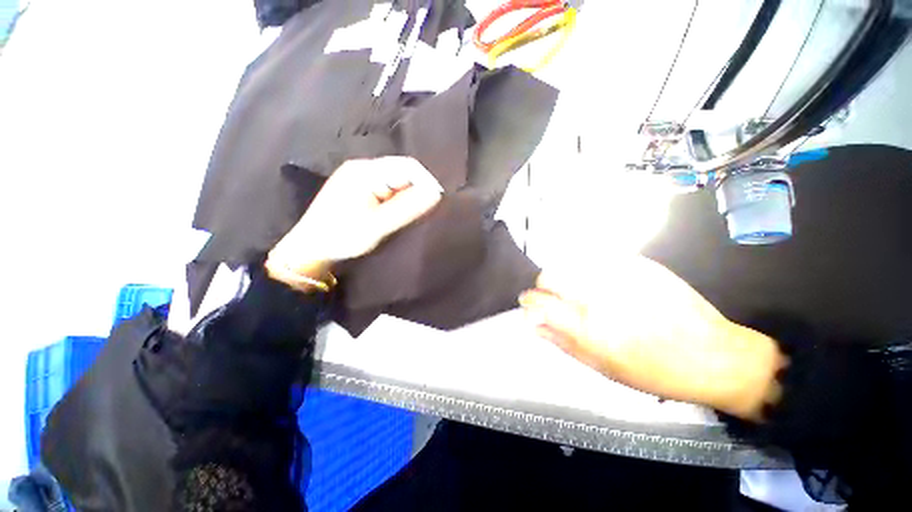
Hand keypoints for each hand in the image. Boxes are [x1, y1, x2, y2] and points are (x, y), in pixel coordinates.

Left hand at [266, 157, 442, 285]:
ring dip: (407, 196)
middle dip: (417, 190)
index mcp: (365, 171)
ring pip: (394, 180)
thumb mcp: (379, 225)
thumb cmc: (343, 236)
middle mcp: (362, 168)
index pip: (407, 167)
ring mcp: (358, 177)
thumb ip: (408, 208)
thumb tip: (436, 194)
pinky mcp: (357, 188)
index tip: (438, 201)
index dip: (426, 182)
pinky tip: (397, 212)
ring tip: (412, 214)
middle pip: (401, 171)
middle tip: (425, 211)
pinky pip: (385, 188)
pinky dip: (396, 199)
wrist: (310, 249)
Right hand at [520, 256, 784, 420]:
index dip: (527, 301)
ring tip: (579, 290)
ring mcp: (619, 275)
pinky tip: (604, 283)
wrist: (713, 355)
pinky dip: (590, 270)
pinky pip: (598, 259)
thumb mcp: (602, 368)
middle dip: (544, 285)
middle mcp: (599, 296)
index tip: (527, 303)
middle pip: (550, 275)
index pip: (539, 302)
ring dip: (566, 276)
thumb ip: (562, 342)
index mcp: (588, 327)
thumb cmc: (654, 372)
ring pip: (571, 263)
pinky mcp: (638, 264)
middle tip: (554, 297)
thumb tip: (533, 325)